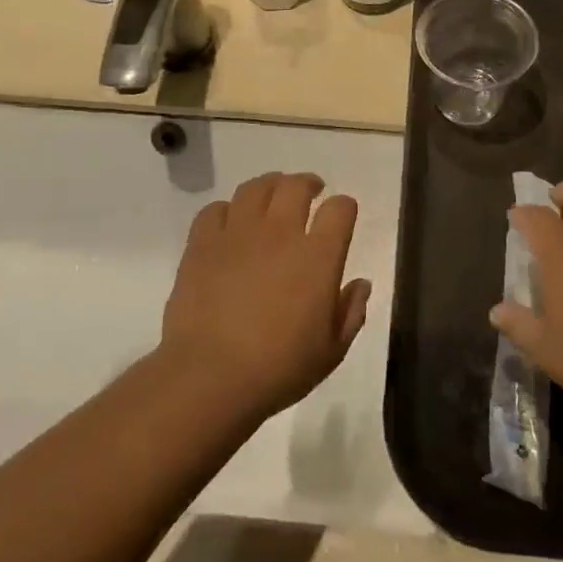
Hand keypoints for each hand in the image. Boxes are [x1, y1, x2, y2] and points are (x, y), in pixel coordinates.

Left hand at [161, 173, 370, 420]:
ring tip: (272, 196)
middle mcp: (280, 233)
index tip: (342, 216)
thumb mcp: (331, 352)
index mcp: (318, 257)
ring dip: (269, 186)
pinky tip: (230, 223)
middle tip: (310, 192)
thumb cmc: (279, 369)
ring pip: (255, 188)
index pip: (340, 209)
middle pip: (296, 186)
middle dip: (307, 184)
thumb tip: (360, 284)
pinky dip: (227, 210)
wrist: (210, 377)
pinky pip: (215, 209)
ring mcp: (238, 234)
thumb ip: (351, 313)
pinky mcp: (202, 244)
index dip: (344, 207)